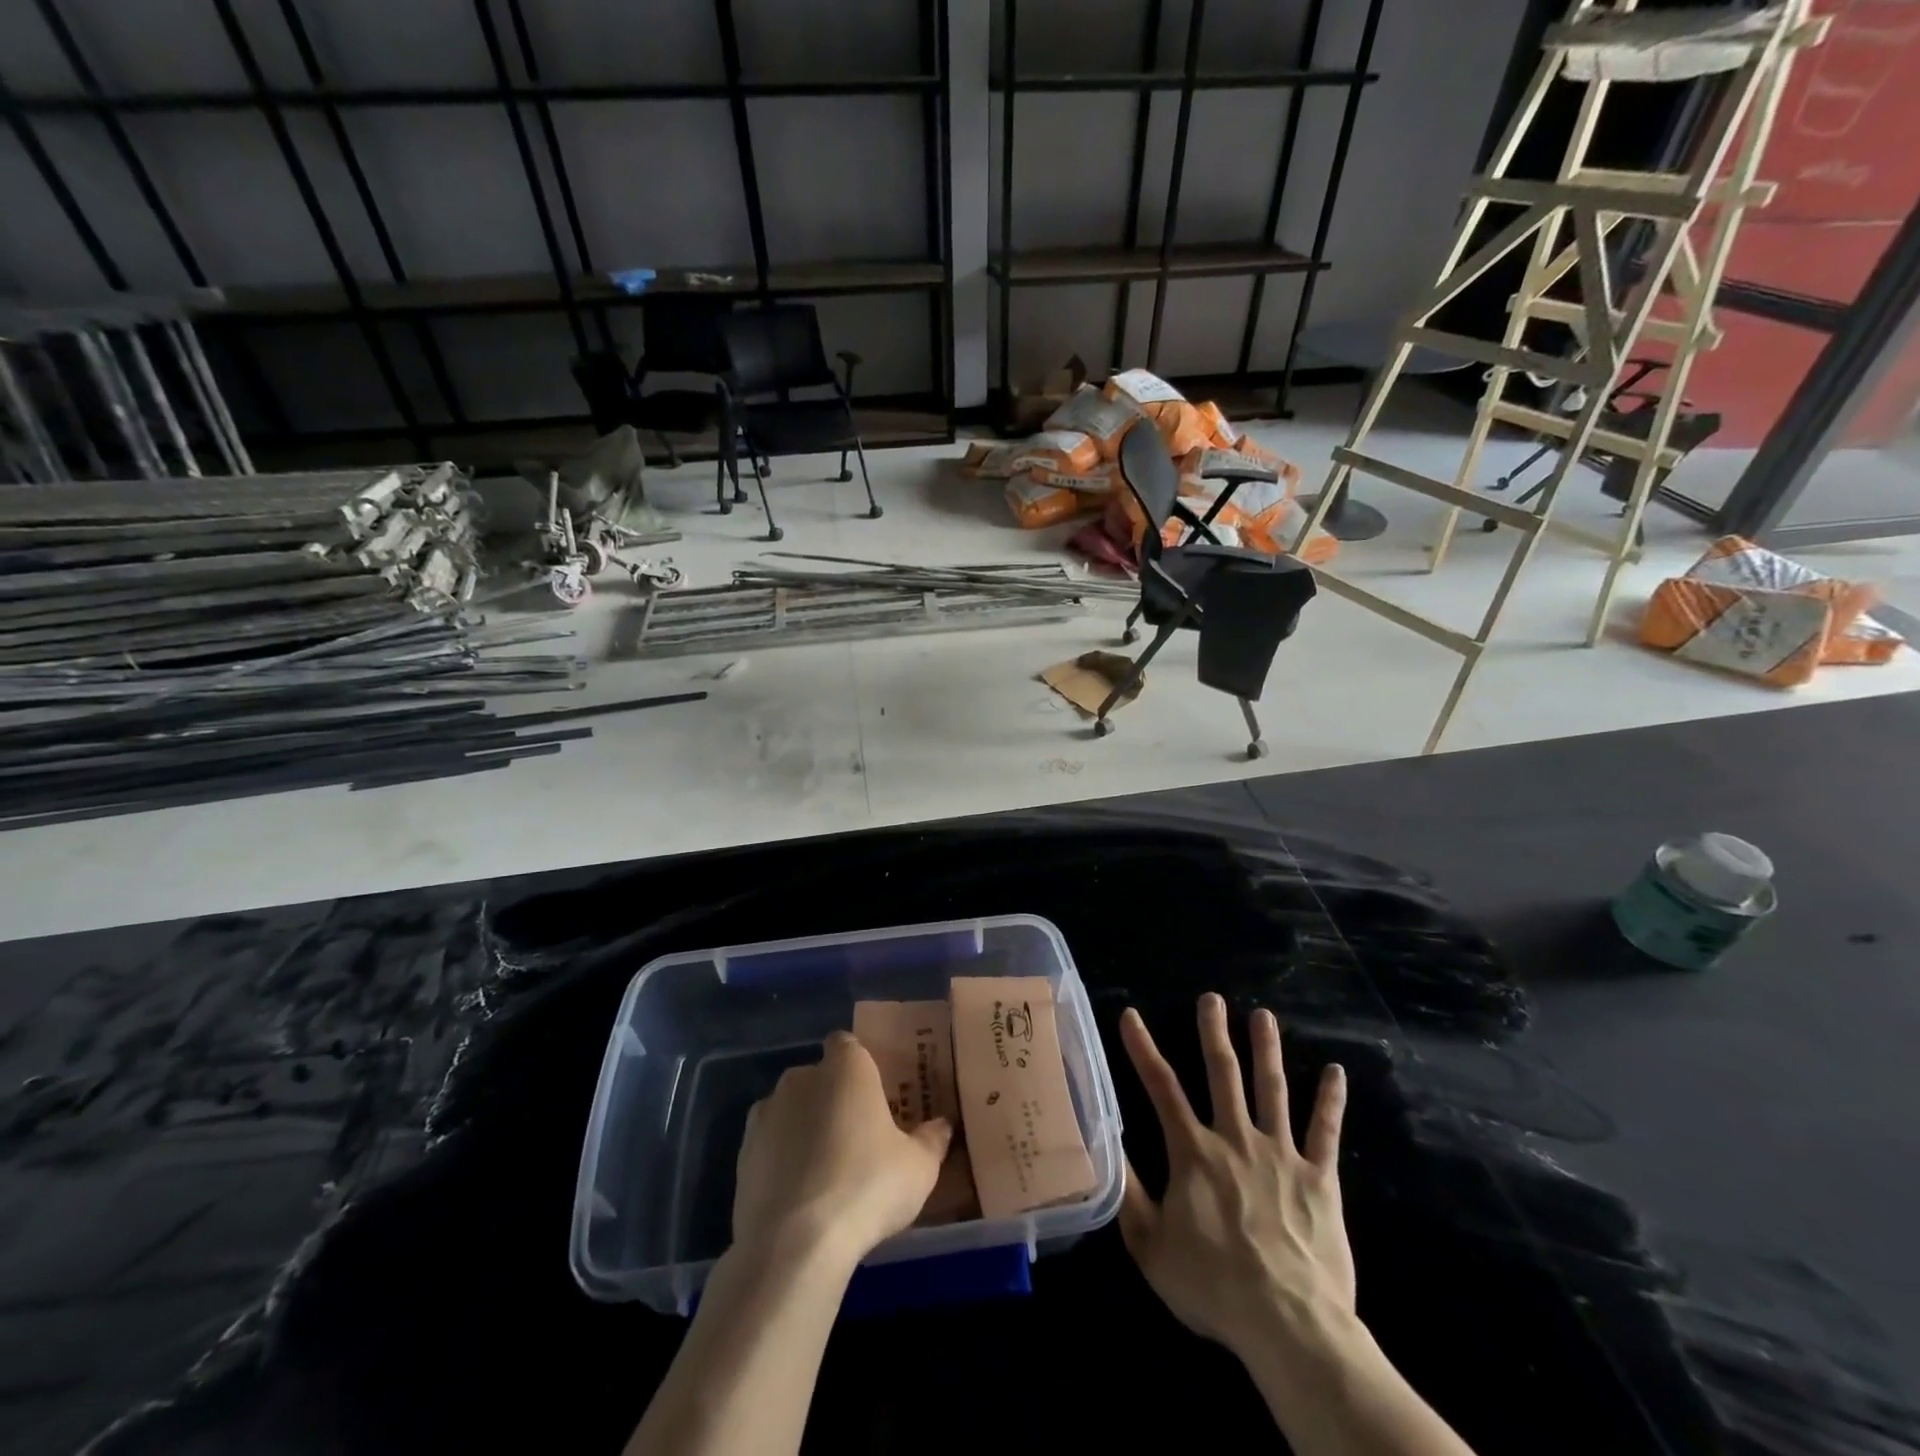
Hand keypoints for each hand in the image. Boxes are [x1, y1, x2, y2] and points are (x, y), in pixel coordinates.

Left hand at [732, 1031, 952, 1267]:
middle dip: (834, 1099)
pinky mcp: (742, 1153)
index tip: (876, 1096)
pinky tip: (799, 1195)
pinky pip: (770, 1145)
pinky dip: (781, 1160)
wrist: (793, 1244)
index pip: (849, 1045)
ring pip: (791, 1110)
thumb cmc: (867, 1187)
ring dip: (804, 1128)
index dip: (861, 1067)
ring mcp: (766, 1113)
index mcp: (846, 1066)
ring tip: (826, 1172)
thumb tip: (942, 1126)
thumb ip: (932, 1139)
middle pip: (820, 1078)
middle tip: (857, 1137)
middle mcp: (801, 1077)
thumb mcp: (919, 1167)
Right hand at [1119, 994, 1353, 1355]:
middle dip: (1214, 1032)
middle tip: (1212, 997)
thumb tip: (1108, 1143)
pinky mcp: (1319, 1178)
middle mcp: (1236, 1138)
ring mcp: (1281, 1154)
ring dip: (1267, 1049)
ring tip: (1264, 1015)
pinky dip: (1330, 1100)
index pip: (1161, 1087)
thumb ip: (1129, 1193)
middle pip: (1223, 1073)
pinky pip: (1326, 1131)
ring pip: (1272, 1089)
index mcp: (1193, 1152)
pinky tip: (1337, 1071)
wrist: (1289, 1325)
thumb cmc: (1214, 1287)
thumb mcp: (1151, 1247)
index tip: (1131, 1016)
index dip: (1143, 1048)